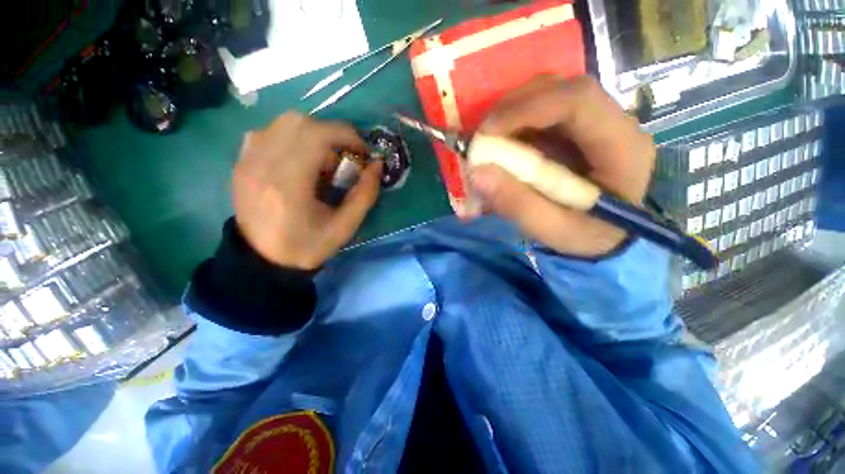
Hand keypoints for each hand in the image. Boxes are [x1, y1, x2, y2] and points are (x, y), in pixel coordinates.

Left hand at [233, 111, 381, 269]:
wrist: (263, 259)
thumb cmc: (307, 246)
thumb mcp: (345, 227)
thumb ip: (365, 195)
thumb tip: (377, 165)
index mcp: (289, 184)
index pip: (317, 135)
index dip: (347, 135)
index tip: (362, 152)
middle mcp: (263, 164)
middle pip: (300, 122)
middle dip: (332, 134)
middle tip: (344, 156)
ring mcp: (247, 160)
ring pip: (284, 122)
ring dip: (313, 134)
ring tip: (323, 159)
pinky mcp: (242, 161)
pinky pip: (268, 132)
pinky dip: (291, 137)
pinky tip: (300, 159)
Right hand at [469, 75, 655, 257]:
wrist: (608, 237)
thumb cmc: (588, 237)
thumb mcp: (554, 231)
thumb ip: (518, 205)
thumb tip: (478, 173)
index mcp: (623, 147)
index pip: (577, 101)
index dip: (526, 109)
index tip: (486, 135)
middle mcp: (613, 123)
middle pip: (560, 89)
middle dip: (512, 109)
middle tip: (481, 139)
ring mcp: (593, 122)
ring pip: (547, 95)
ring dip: (509, 116)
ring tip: (487, 145)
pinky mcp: (574, 129)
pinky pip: (539, 113)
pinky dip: (513, 126)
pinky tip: (500, 148)